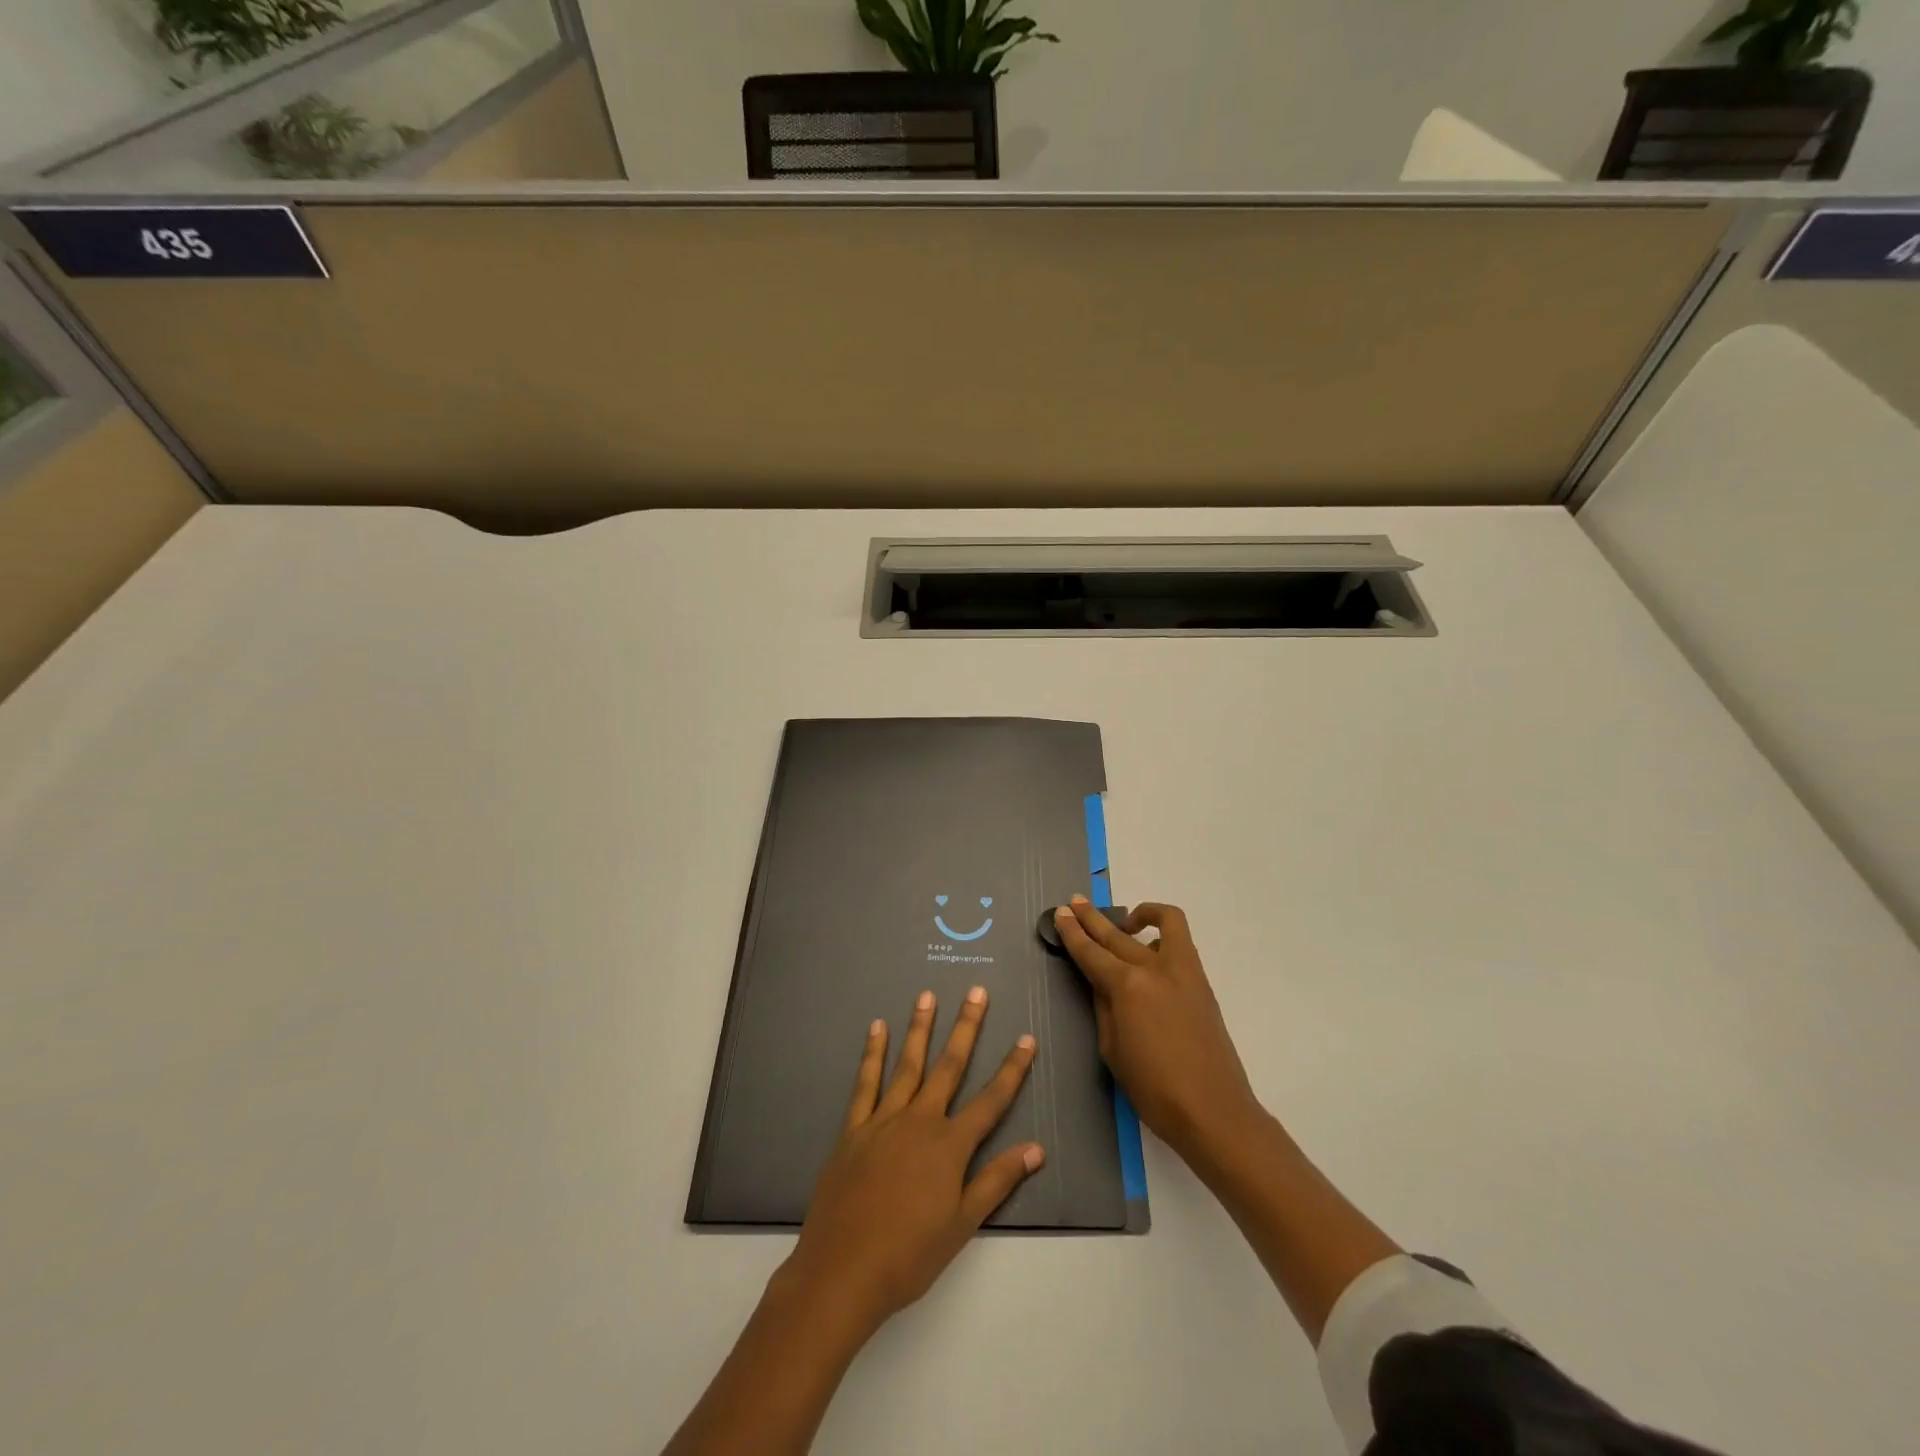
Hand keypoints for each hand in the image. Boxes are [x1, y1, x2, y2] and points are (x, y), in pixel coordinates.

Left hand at [782, 987, 1043, 1339]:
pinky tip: (877, 1028)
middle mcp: (920, 1121)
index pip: (991, 1101)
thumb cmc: (909, 1255)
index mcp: (950, 1146)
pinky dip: (872, 1054)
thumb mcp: (962, 1225)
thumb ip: (997, 1181)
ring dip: (920, 1028)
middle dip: (966, 1028)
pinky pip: (865, 1083)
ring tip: (927, 995)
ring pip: (908, 1064)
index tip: (1027, 1039)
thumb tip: (1036, 1148)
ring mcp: (883, 1120)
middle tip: (976, 992)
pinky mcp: (854, 1128)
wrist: (842, 1271)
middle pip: (949, 1066)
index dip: (1012, 1069)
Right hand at [1054, 898, 1260, 1164]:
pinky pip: (1179, 943)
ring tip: (1122, 922)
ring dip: (1136, 916)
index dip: (1073, 933)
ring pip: (1160, 924)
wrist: (1213, 1111)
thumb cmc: (1154, 1090)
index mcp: (1127, 987)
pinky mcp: (1201, 982)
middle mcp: (1154, 968)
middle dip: (1092, 918)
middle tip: (1075, 903)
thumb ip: (1104, 1007)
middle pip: (1117, 934)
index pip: (1091, 952)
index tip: (1060, 913)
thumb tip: (1101, 983)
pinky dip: (1162, 936)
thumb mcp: (1112, 1049)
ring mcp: (1183, 971)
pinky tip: (1150, 950)